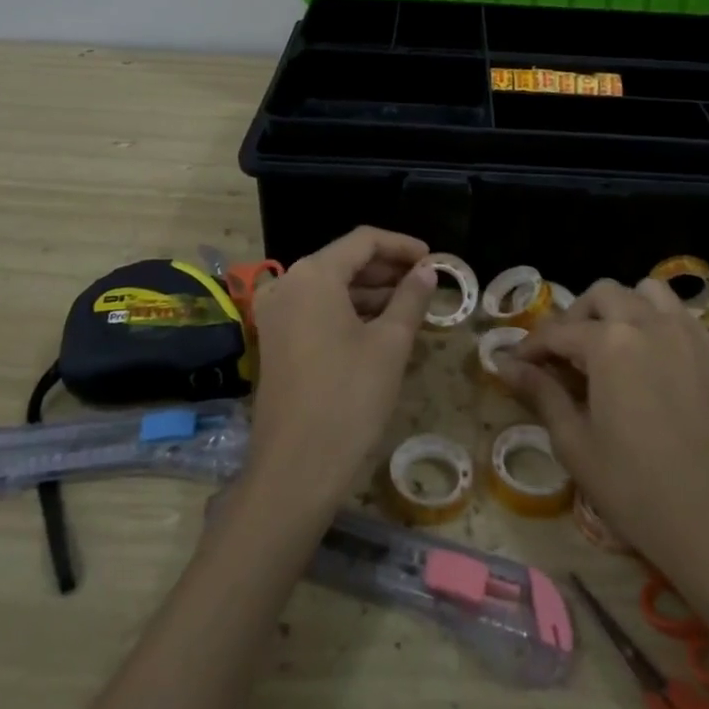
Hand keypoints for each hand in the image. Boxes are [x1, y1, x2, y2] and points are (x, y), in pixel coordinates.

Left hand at [243, 227, 436, 512]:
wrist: (295, 468)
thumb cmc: (349, 397)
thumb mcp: (390, 343)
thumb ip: (410, 298)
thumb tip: (427, 271)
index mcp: (314, 275)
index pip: (363, 240)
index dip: (402, 245)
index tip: (434, 260)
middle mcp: (288, 284)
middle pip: (344, 261)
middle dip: (387, 269)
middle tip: (426, 282)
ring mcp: (276, 314)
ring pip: (330, 286)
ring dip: (370, 291)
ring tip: (411, 305)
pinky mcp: (275, 340)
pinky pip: (317, 309)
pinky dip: (348, 311)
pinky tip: (380, 326)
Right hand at [500, 279, 708, 589]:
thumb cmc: (636, 489)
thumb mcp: (575, 443)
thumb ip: (541, 393)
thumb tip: (505, 366)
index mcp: (609, 343)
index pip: (557, 332)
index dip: (531, 347)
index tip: (516, 365)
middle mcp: (650, 323)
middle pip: (604, 295)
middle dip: (576, 317)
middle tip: (564, 354)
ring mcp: (691, 335)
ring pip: (650, 294)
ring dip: (623, 308)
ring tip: (613, 344)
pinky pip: (683, 319)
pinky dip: (660, 324)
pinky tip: (654, 362)